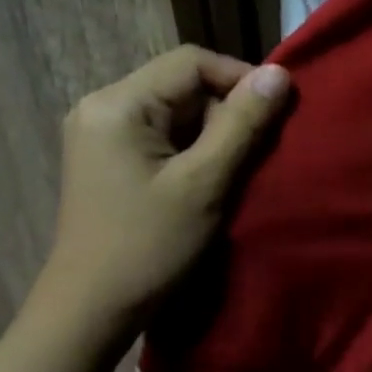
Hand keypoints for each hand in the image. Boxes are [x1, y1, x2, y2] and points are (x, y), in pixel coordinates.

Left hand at [35, 46, 289, 330]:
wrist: (92, 309)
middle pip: (180, 85)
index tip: (275, 116)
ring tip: (230, 174)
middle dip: (224, 113)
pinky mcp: (105, 160)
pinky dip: (189, 151)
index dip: (240, 79)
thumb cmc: (150, 246)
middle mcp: (100, 106)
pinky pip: (159, 136)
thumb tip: (279, 74)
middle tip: (252, 156)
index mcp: (117, 104)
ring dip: (210, 135)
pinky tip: (203, 183)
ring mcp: (99, 134)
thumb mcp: (205, 183)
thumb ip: (242, 125)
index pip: (191, 62)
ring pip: (173, 112)